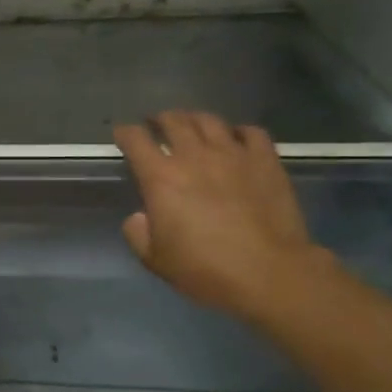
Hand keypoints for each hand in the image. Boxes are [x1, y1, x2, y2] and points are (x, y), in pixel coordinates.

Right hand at [114, 111, 333, 322]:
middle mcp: (194, 156)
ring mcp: (233, 154)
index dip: (125, 133)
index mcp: (161, 178)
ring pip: (209, 120)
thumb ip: (138, 234)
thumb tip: (140, 217)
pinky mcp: (265, 160)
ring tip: (192, 125)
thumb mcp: (156, 261)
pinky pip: (250, 132)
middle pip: (173, 120)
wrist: (269, 273)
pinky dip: (238, 131)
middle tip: (157, 124)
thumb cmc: (206, 270)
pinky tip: (236, 139)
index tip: (122, 134)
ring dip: (194, 118)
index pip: (135, 139)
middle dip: (160, 119)